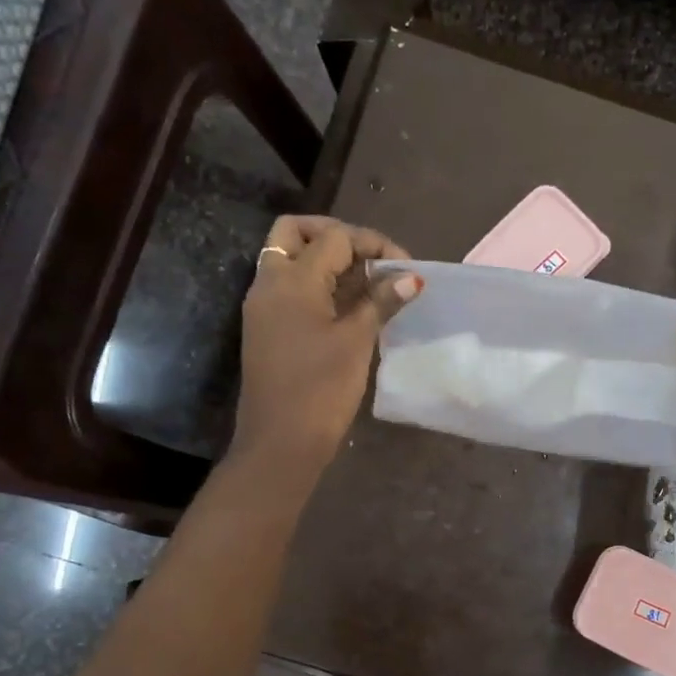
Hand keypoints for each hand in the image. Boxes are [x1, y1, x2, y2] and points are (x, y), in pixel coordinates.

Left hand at [231, 216, 419, 484]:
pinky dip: (318, 284)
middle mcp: (270, 283)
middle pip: (296, 233)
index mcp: (292, 280)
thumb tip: (411, 278)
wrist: (280, 442)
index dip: (373, 244)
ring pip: (290, 258)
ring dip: (327, 260)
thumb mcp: (356, 342)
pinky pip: (290, 287)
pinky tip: (350, 306)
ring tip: (368, 283)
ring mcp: (264, 306)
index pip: (334, 237)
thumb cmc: (321, 390)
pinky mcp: (267, 328)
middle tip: (371, 258)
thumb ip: (381, 302)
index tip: (405, 267)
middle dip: (337, 236)